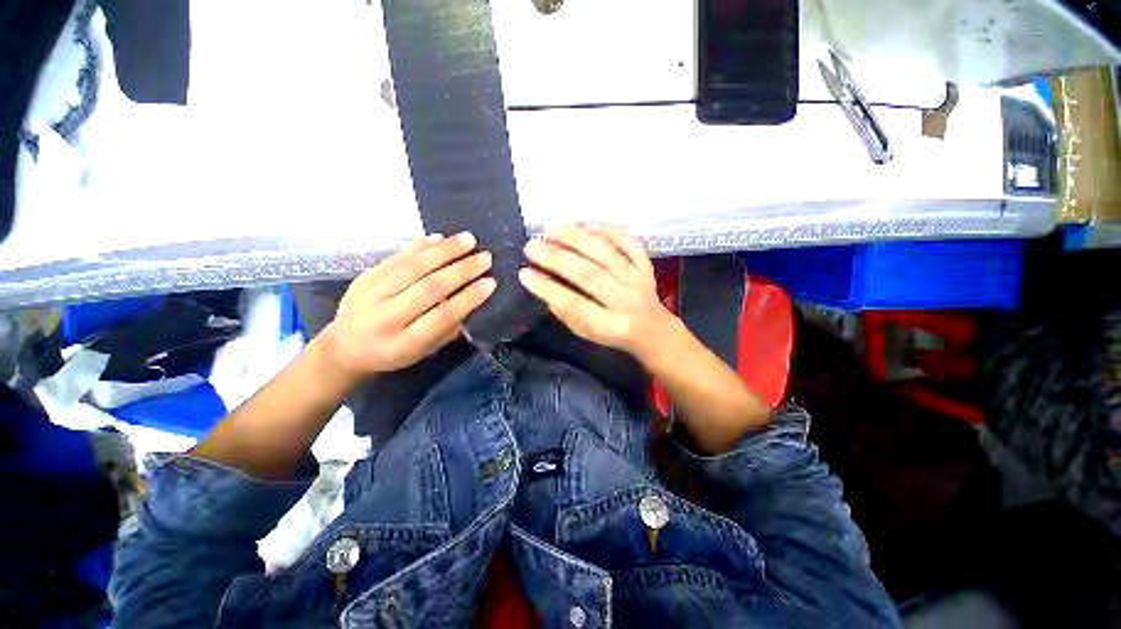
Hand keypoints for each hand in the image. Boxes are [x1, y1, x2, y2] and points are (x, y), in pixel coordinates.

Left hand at [320, 232, 494, 377]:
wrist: (344, 347)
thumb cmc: (393, 354)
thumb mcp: (424, 352)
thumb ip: (448, 329)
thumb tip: (475, 301)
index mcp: (403, 344)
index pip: (442, 316)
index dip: (468, 298)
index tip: (491, 282)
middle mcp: (385, 318)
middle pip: (428, 288)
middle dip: (461, 270)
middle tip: (485, 257)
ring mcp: (370, 294)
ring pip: (412, 267)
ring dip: (444, 251)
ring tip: (468, 239)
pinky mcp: (363, 277)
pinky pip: (395, 257)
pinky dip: (418, 245)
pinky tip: (439, 237)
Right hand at [519, 225, 674, 360]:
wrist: (652, 330)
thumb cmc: (612, 332)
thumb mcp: (585, 332)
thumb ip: (566, 312)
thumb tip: (543, 283)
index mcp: (607, 325)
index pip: (574, 304)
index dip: (547, 289)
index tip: (524, 273)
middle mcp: (624, 301)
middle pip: (589, 275)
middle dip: (557, 258)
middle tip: (531, 245)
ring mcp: (638, 280)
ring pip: (606, 254)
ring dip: (576, 239)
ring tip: (550, 229)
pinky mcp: (646, 265)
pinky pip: (628, 242)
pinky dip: (606, 231)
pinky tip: (584, 225)